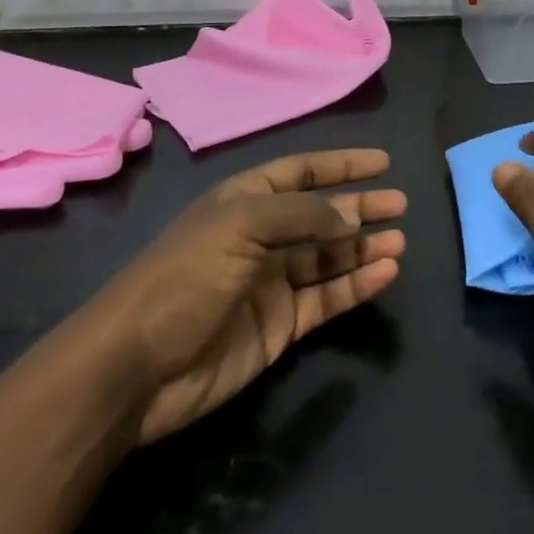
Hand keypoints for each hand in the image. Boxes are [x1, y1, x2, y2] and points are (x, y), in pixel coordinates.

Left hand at [80, 149, 406, 444]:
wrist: (134, 370)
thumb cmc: (185, 277)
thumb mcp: (241, 225)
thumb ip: (303, 215)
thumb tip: (350, 219)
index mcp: (246, 203)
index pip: (302, 173)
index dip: (341, 165)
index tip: (382, 163)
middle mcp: (261, 238)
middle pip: (322, 215)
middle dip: (360, 208)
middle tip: (400, 205)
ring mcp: (271, 284)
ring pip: (329, 259)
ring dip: (364, 249)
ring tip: (399, 242)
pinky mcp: (280, 326)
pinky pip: (327, 299)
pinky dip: (356, 286)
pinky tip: (384, 274)